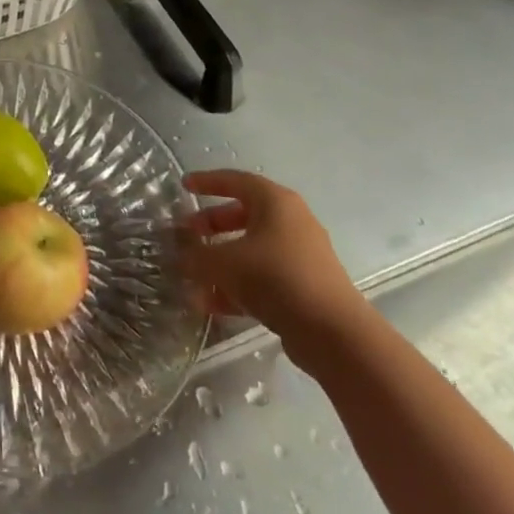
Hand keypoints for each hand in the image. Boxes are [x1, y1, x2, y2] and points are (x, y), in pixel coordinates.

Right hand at [180, 170, 364, 361]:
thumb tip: (179, 253)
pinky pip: (263, 276)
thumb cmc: (275, 277)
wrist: (333, 333)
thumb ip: (195, 254)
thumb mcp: (223, 262)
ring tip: (194, 275)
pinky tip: (212, 304)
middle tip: (189, 234)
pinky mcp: (304, 286)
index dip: (206, 181)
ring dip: (222, 260)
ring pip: (252, 248)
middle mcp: (292, 222)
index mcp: (275, 202)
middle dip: (212, 224)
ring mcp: (301, 255)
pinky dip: (238, 285)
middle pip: (243, 214)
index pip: (235, 180)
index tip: (184, 186)